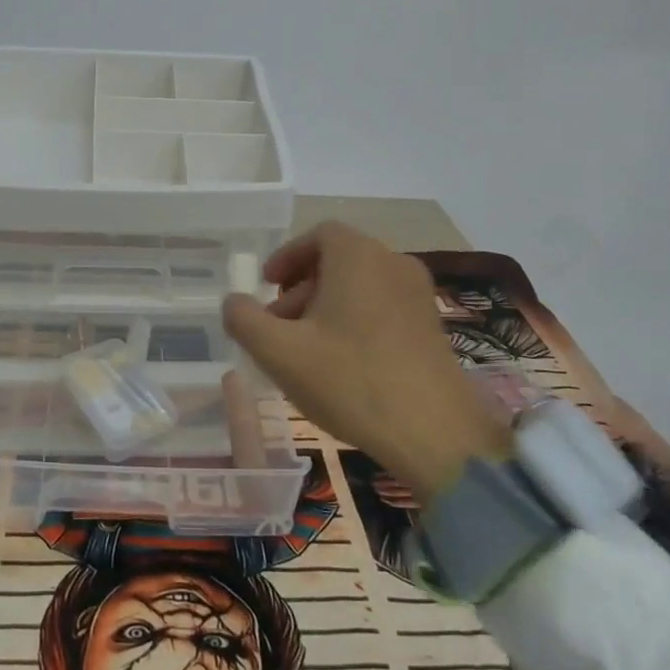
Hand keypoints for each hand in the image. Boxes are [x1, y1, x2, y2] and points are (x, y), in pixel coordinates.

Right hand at [222, 222, 510, 500]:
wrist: (436, 435)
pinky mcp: (432, 327)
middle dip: (300, 289)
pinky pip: (382, 308)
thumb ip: (244, 319)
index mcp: (358, 256)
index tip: (266, 285)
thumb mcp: (279, 351)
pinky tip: (341, 366)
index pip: (319, 235)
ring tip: (305, 352)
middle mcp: (393, 264)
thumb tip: (233, 302)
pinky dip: (354, 322)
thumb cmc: (350, 380)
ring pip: (360, 287)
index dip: (287, 256)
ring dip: (325, 308)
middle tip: (278, 327)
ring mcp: (418, 296)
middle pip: (338, 262)